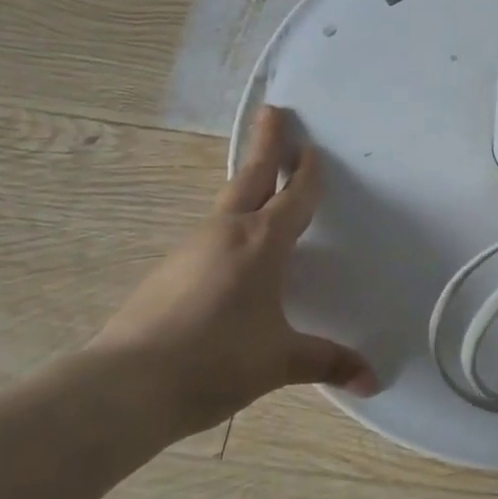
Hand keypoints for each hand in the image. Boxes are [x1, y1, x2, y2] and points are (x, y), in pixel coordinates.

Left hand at [90, 106, 377, 441]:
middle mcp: (227, 232)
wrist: (125, 387)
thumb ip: (327, 362)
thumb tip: (372, 380)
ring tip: (261, 180)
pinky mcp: (169, 269)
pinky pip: (211, 231)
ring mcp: (192, 248)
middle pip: (253, 176)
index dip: (307, 172)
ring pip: (228, 202)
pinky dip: (229, 221)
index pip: (294, 196)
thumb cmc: (215, 362)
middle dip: (267, 143)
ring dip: (248, 183)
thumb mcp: (279, 362)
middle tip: (274, 112)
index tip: (312, 148)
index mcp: (261, 243)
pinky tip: (231, 245)